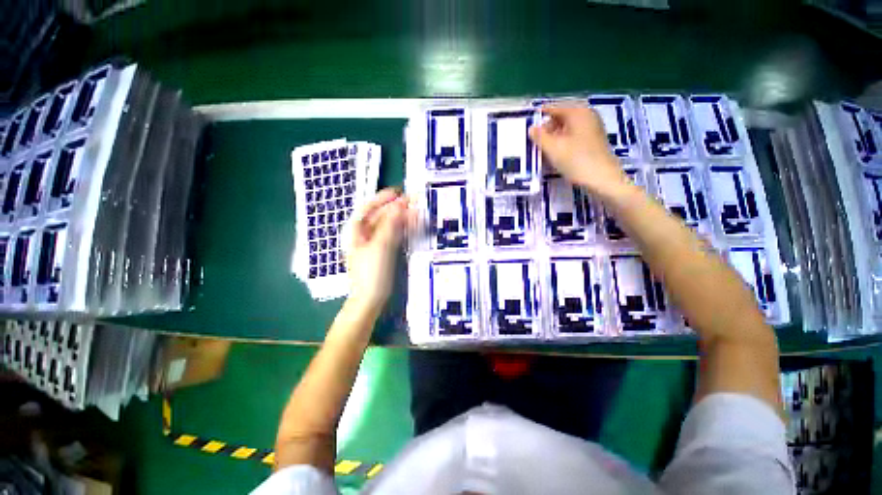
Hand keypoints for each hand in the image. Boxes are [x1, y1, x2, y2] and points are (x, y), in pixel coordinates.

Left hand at [344, 188, 414, 313]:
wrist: (370, 299)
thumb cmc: (371, 272)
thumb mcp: (380, 246)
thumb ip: (390, 225)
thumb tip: (400, 205)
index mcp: (356, 231)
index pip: (368, 208)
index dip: (382, 198)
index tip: (398, 192)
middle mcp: (364, 234)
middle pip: (379, 216)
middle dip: (395, 208)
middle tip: (413, 202)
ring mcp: (374, 243)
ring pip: (388, 225)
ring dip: (400, 218)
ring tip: (416, 212)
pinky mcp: (383, 251)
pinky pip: (392, 235)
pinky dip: (401, 229)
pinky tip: (411, 225)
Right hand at [529, 104, 632, 200]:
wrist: (602, 179)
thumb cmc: (576, 161)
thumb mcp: (553, 148)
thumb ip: (540, 137)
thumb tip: (531, 128)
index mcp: (578, 112)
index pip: (554, 107)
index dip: (540, 114)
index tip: (528, 122)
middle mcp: (587, 115)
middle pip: (562, 116)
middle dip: (547, 126)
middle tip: (534, 139)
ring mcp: (592, 128)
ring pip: (568, 127)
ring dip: (554, 135)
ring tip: (543, 147)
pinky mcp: (594, 141)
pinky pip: (574, 135)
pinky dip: (563, 141)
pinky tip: (556, 152)